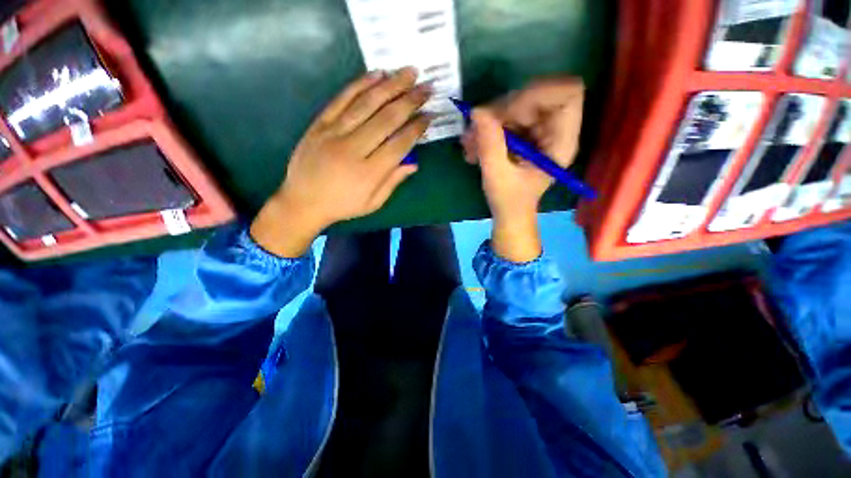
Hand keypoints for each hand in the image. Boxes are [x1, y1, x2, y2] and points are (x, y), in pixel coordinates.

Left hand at [251, 67, 431, 256]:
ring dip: (390, 85)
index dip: (416, 129)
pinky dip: (360, 84)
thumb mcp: (373, 203)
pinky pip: (342, 99)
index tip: (429, 116)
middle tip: (426, 87)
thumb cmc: (343, 206)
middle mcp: (353, 149)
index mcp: (369, 173)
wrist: (302, 202)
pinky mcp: (320, 124)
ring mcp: (334, 133)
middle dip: (410, 101)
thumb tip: (413, 163)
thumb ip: (393, 181)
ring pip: (366, 104)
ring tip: (409, 72)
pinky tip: (376, 74)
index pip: (399, 145)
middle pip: (386, 119)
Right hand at [462, 77, 583, 261]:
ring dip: (489, 120)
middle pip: (536, 95)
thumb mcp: (498, 176)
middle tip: (477, 130)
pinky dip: (487, 128)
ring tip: (469, 144)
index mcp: (561, 141)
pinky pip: (506, 117)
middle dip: (502, 109)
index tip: (506, 113)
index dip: (537, 94)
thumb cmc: (510, 201)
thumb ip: (490, 144)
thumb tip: (477, 111)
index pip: (567, 93)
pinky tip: (473, 146)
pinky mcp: (524, 133)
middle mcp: (554, 130)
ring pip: (516, 104)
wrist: (509, 213)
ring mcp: (538, 130)